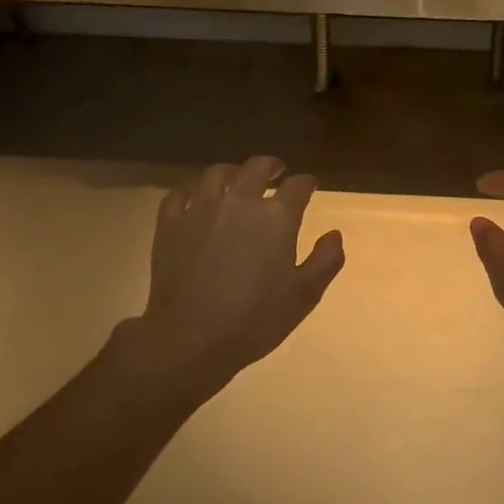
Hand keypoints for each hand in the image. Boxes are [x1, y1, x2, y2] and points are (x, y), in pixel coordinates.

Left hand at [133, 156, 344, 390]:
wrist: (193, 336)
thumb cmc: (256, 319)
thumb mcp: (305, 295)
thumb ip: (326, 260)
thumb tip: (334, 234)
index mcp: (277, 217)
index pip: (297, 186)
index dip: (306, 183)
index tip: (310, 185)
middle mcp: (239, 201)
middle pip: (256, 168)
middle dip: (270, 166)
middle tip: (276, 171)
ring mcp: (200, 209)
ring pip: (216, 174)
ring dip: (232, 172)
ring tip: (236, 179)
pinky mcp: (170, 223)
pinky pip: (180, 193)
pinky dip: (192, 190)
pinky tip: (196, 197)